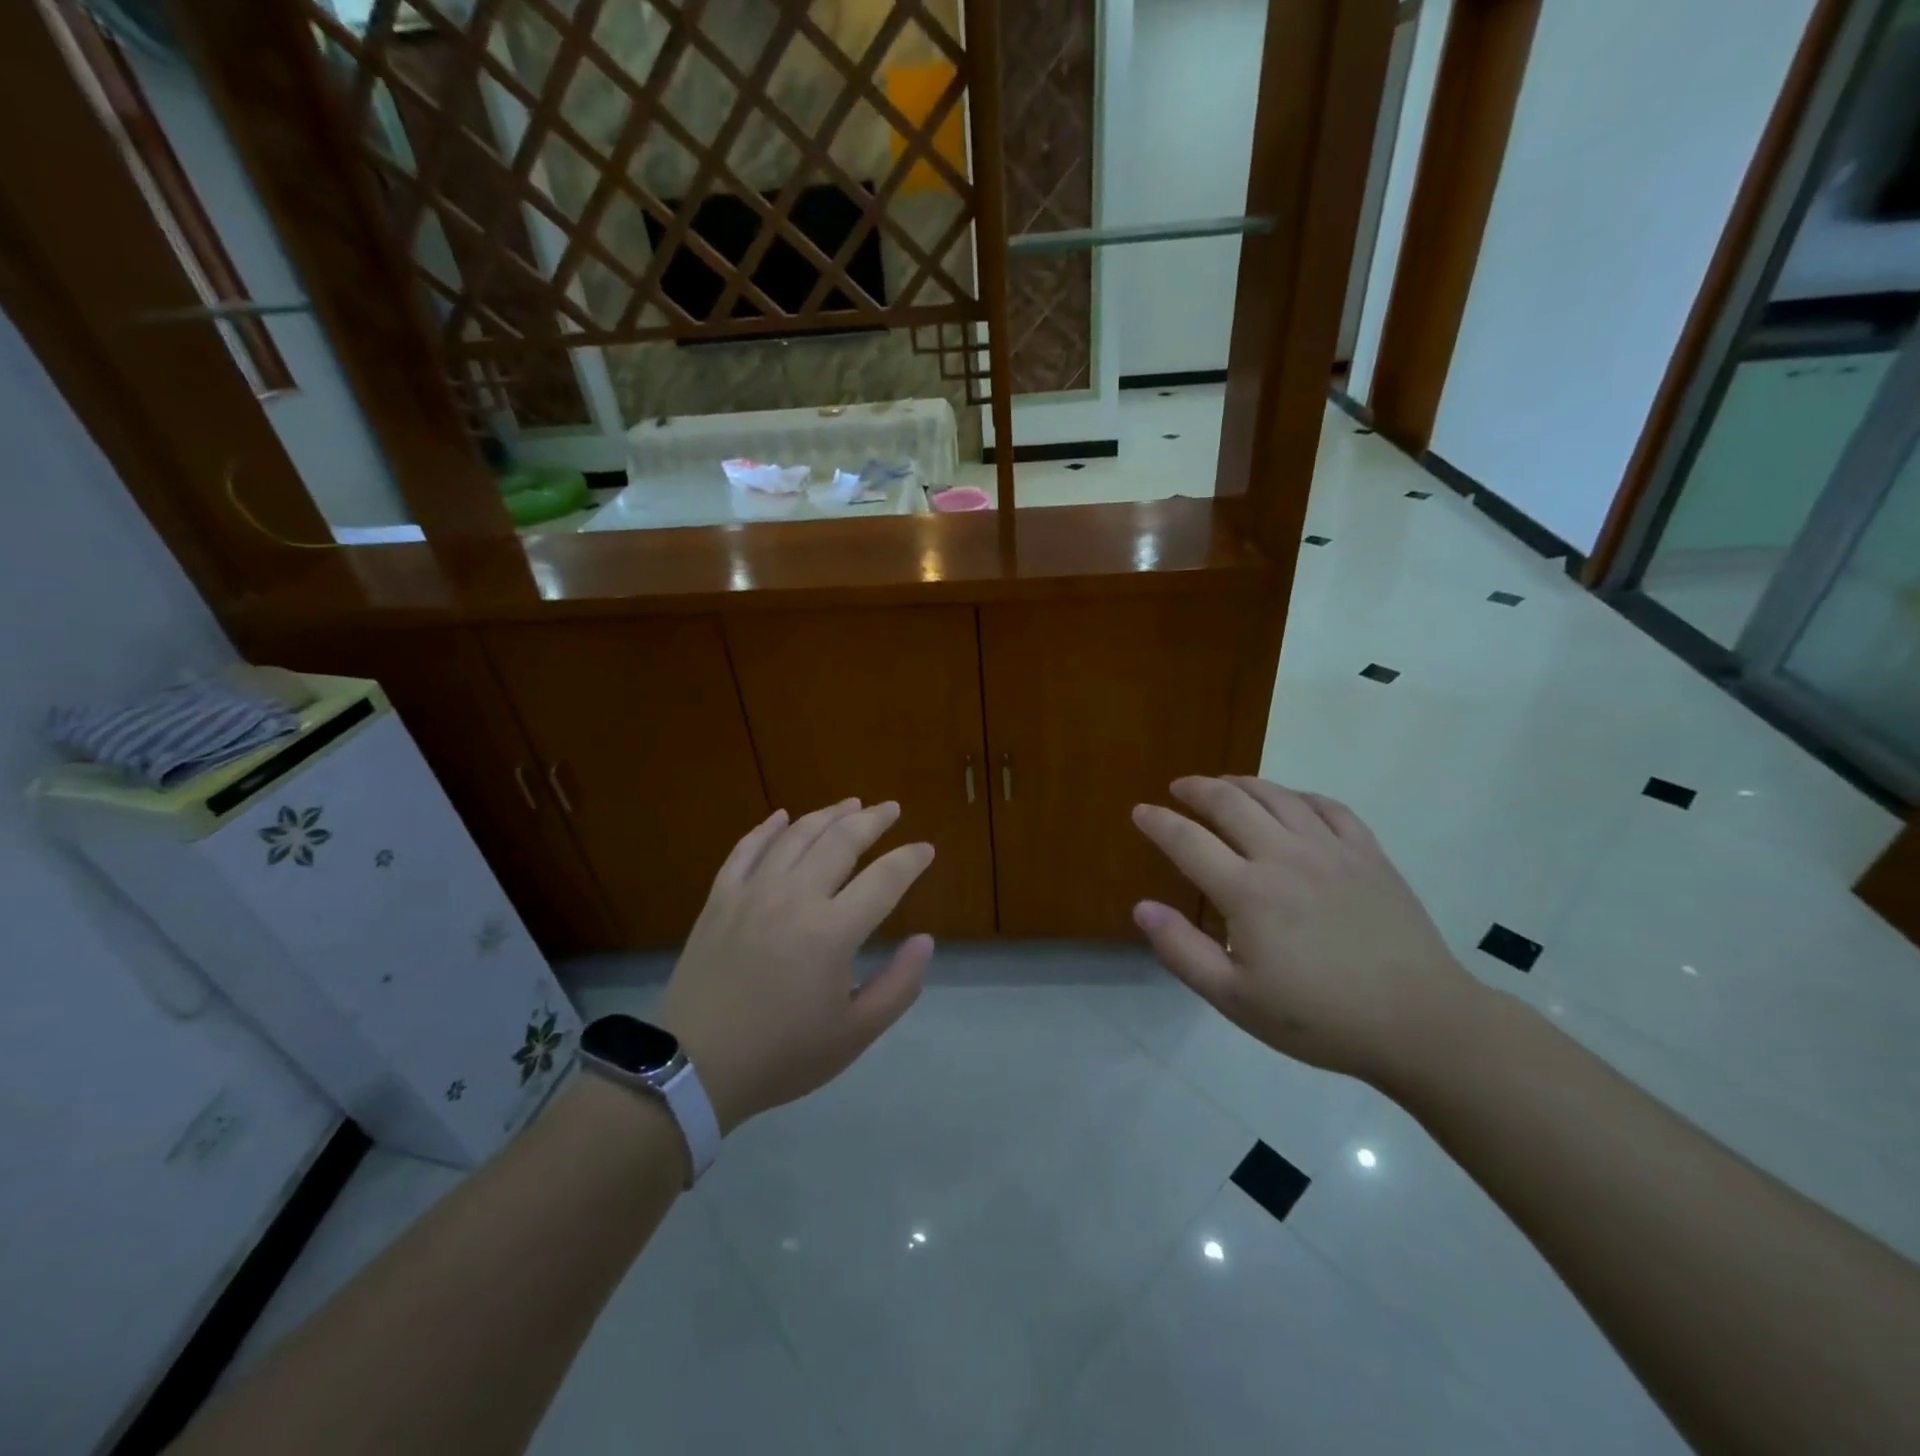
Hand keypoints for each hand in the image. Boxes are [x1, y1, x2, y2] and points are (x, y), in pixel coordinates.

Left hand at [655, 799, 934, 1133]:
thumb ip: (899, 985)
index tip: (926, 850)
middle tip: (891, 808)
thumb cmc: (782, 1055)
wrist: (694, 1066)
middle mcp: (794, 897)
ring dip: (827, 814)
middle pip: (841, 841)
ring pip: (796, 836)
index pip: (884, 879)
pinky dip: (767, 829)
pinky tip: (782, 816)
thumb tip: (925, 940)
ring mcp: (752, 893)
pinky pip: (746, 850)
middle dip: (872, 820)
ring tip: (850, 804)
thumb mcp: (855, 1034)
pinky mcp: (719, 899)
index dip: (910, 860)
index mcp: (832, 931)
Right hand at [1131, 776, 1481, 1088]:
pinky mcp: (1369, 855)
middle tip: (1179, 787)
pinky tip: (1291, 800)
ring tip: (1224, 783)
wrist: (1421, 1024)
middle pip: (1231, 802)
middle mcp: (1285, 856)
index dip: (1158, 822)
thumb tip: (1142, 908)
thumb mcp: (1236, 999)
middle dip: (1197, 789)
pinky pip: (1329, 807)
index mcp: (1248, 892)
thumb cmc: (1320, 1018)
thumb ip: (1183, 951)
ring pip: (1278, 796)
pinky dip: (1299, 795)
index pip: (1188, 841)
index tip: (1140, 811)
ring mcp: (1331, 850)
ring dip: (1243, 783)